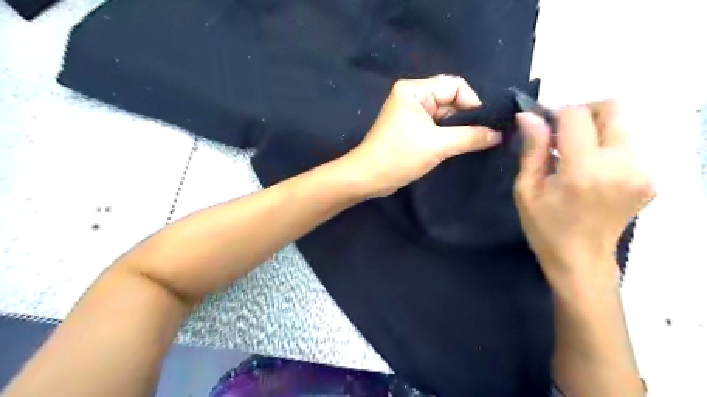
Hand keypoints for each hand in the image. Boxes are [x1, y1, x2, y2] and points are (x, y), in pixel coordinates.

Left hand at [345, 73, 499, 196]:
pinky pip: (437, 128)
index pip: (455, 86)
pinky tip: (458, 147)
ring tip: (473, 144)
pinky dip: (448, 136)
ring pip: (445, 116)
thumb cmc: (399, 157)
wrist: (368, 178)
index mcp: (415, 90)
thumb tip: (499, 134)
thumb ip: (470, 137)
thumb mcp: (437, 145)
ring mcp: (412, 114)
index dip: (473, 103)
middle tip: (483, 137)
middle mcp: (413, 97)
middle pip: (451, 100)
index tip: (485, 125)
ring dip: (458, 130)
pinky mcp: (411, 130)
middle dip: (466, 118)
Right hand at [514, 102, 656, 288]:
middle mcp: (621, 165)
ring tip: (572, 156)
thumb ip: (532, 150)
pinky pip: (627, 146)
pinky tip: (588, 171)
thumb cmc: (545, 228)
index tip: (541, 123)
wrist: (581, 261)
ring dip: (594, 131)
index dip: (556, 112)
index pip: (576, 116)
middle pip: (612, 108)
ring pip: (621, 125)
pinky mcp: (650, 179)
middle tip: (560, 134)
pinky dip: (604, 148)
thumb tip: (529, 116)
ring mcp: (642, 172)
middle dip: (582, 113)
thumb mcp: (526, 190)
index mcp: (583, 171)